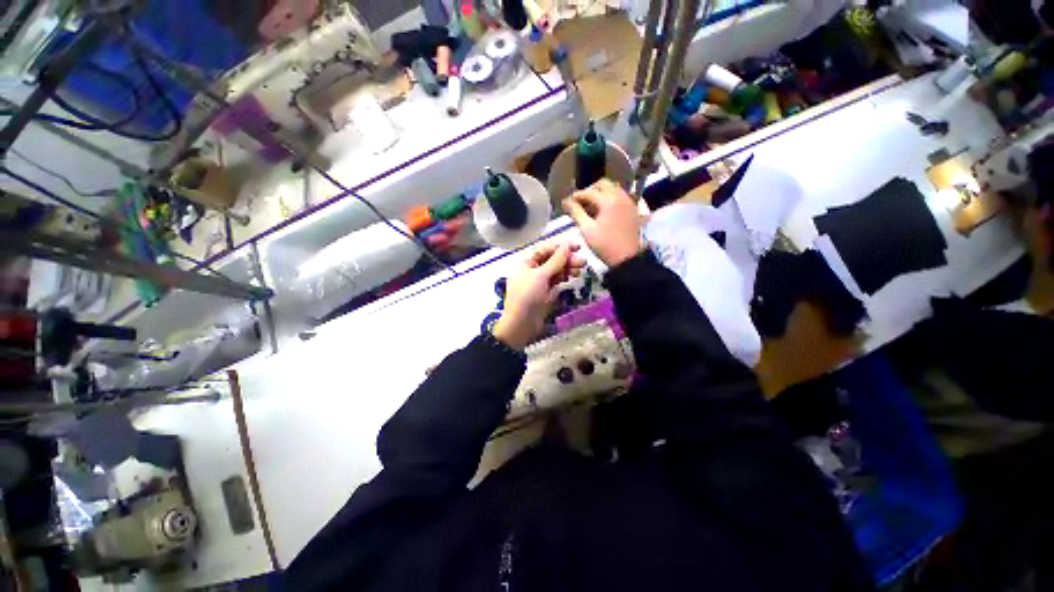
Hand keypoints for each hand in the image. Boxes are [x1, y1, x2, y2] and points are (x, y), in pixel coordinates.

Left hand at [493, 242, 585, 348]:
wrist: (521, 325)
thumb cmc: (527, 296)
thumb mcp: (541, 276)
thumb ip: (556, 260)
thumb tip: (567, 245)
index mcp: (526, 263)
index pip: (545, 250)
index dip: (561, 247)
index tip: (577, 247)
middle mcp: (532, 271)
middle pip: (552, 261)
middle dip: (567, 260)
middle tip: (582, 262)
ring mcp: (539, 283)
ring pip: (555, 272)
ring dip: (567, 269)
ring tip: (579, 271)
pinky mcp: (545, 294)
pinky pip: (556, 282)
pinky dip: (564, 279)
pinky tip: (573, 277)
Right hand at [563, 179, 643, 266]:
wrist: (627, 258)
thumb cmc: (605, 245)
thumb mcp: (586, 229)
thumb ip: (575, 212)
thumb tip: (566, 201)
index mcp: (608, 200)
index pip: (588, 192)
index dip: (576, 196)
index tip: (567, 203)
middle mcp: (620, 196)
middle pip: (603, 184)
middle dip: (590, 191)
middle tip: (580, 202)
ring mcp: (628, 202)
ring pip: (613, 189)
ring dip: (601, 194)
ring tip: (591, 207)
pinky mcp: (633, 209)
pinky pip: (620, 197)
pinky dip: (610, 199)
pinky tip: (603, 211)